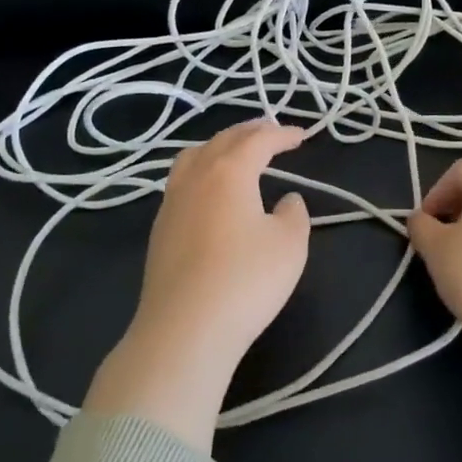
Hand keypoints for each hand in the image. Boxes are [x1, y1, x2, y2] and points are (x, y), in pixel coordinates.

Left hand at [84, 119, 310, 449]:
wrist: (184, 330)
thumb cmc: (245, 281)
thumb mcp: (289, 245)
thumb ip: (293, 214)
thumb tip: (286, 200)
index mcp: (229, 171)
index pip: (258, 140)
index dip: (282, 134)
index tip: (302, 135)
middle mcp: (196, 177)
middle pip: (222, 140)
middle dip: (249, 132)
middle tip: (270, 131)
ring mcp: (171, 202)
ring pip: (193, 157)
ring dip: (218, 147)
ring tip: (235, 152)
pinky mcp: (159, 230)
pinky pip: (182, 182)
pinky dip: (202, 171)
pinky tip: (210, 192)